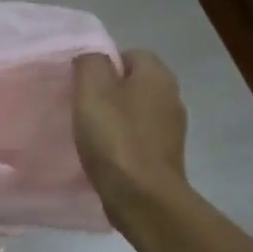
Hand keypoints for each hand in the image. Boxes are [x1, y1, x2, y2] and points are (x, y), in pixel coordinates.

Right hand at [72, 50, 188, 223]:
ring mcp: (172, 130)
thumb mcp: (92, 91)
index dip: (103, 66)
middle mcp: (171, 97)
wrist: (143, 197)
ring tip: (89, 136)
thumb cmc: (116, 139)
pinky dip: (122, 144)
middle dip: (108, 94)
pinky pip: (139, 140)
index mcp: (157, 75)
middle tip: (81, 110)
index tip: (81, 87)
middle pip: (133, 84)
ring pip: (136, 113)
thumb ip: (90, 64)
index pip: (130, 54)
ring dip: (115, 121)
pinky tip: (104, 157)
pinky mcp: (165, 157)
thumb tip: (92, 59)